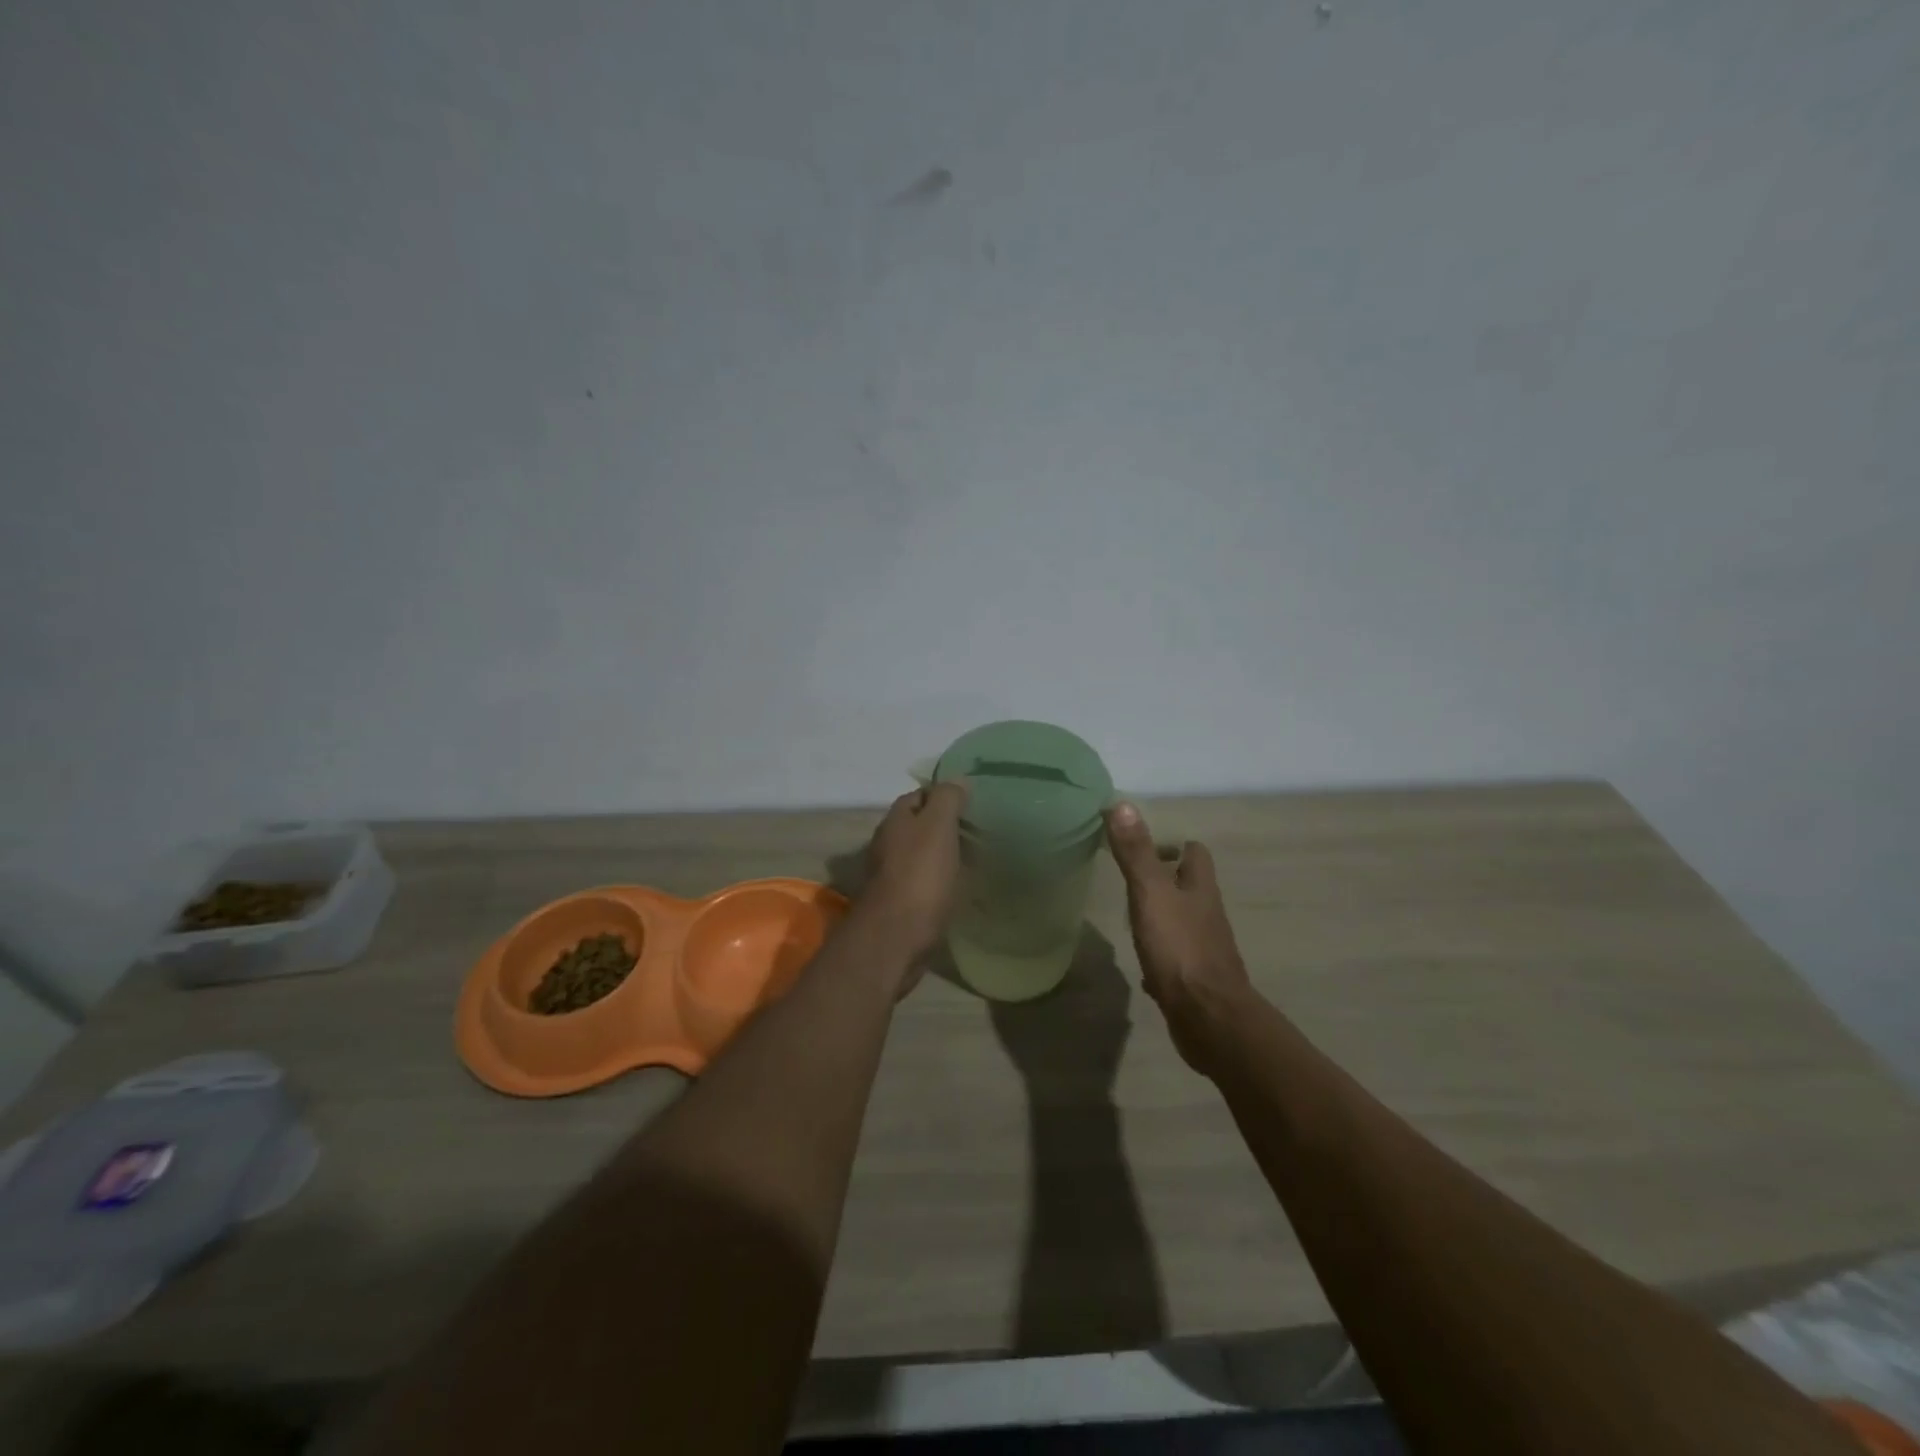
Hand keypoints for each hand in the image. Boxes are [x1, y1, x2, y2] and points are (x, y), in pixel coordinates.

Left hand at [858, 783, 968, 963]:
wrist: (895, 938)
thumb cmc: (920, 876)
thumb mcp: (938, 827)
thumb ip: (947, 799)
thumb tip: (957, 778)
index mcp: (896, 821)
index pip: (919, 795)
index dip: (944, 795)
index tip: (972, 803)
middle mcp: (887, 844)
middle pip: (918, 826)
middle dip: (943, 826)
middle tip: (978, 831)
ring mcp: (890, 876)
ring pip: (919, 855)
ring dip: (941, 855)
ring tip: (973, 860)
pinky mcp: (898, 904)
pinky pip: (922, 883)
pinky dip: (939, 881)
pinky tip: (957, 889)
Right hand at [1105, 802, 1254, 1074]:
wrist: (1208, 1018)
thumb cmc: (1180, 949)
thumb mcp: (1151, 894)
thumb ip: (1136, 852)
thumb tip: (1122, 803)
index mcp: (1200, 889)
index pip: (1194, 853)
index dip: (1173, 844)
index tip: (1143, 845)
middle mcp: (1206, 915)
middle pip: (1189, 887)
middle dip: (1165, 879)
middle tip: (1130, 878)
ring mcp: (1203, 949)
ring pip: (1182, 922)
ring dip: (1162, 916)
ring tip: (1131, 915)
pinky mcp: (1195, 980)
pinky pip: (1176, 959)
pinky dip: (1160, 956)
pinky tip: (1142, 963)